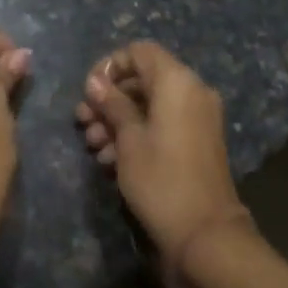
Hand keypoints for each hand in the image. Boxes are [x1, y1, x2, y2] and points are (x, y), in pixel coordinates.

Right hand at [77, 41, 248, 263]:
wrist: (205, 235)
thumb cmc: (161, 179)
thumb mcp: (128, 139)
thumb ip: (112, 104)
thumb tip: (95, 82)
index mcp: (178, 82)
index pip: (140, 52)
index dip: (110, 66)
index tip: (89, 91)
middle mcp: (192, 93)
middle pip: (142, 80)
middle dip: (109, 99)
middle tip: (83, 122)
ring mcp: (196, 119)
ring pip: (149, 105)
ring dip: (118, 120)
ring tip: (93, 146)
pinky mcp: (195, 143)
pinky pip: (162, 125)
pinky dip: (137, 134)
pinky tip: (110, 160)